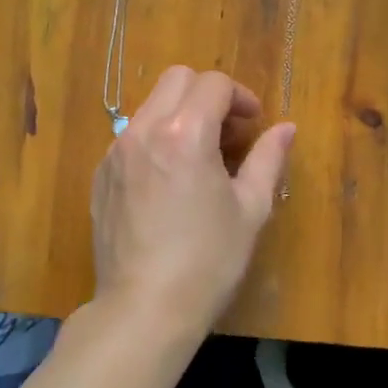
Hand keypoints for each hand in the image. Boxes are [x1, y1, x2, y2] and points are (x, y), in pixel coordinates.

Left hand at [89, 66, 294, 340]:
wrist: (143, 308)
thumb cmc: (208, 260)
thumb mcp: (250, 209)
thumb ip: (268, 159)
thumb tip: (286, 128)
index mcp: (185, 133)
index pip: (214, 84)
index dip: (241, 96)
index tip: (253, 123)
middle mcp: (144, 130)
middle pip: (177, 79)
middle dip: (208, 94)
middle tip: (228, 131)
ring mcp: (116, 151)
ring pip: (151, 105)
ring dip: (180, 114)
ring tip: (199, 156)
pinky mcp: (101, 174)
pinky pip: (131, 136)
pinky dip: (155, 138)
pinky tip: (168, 181)